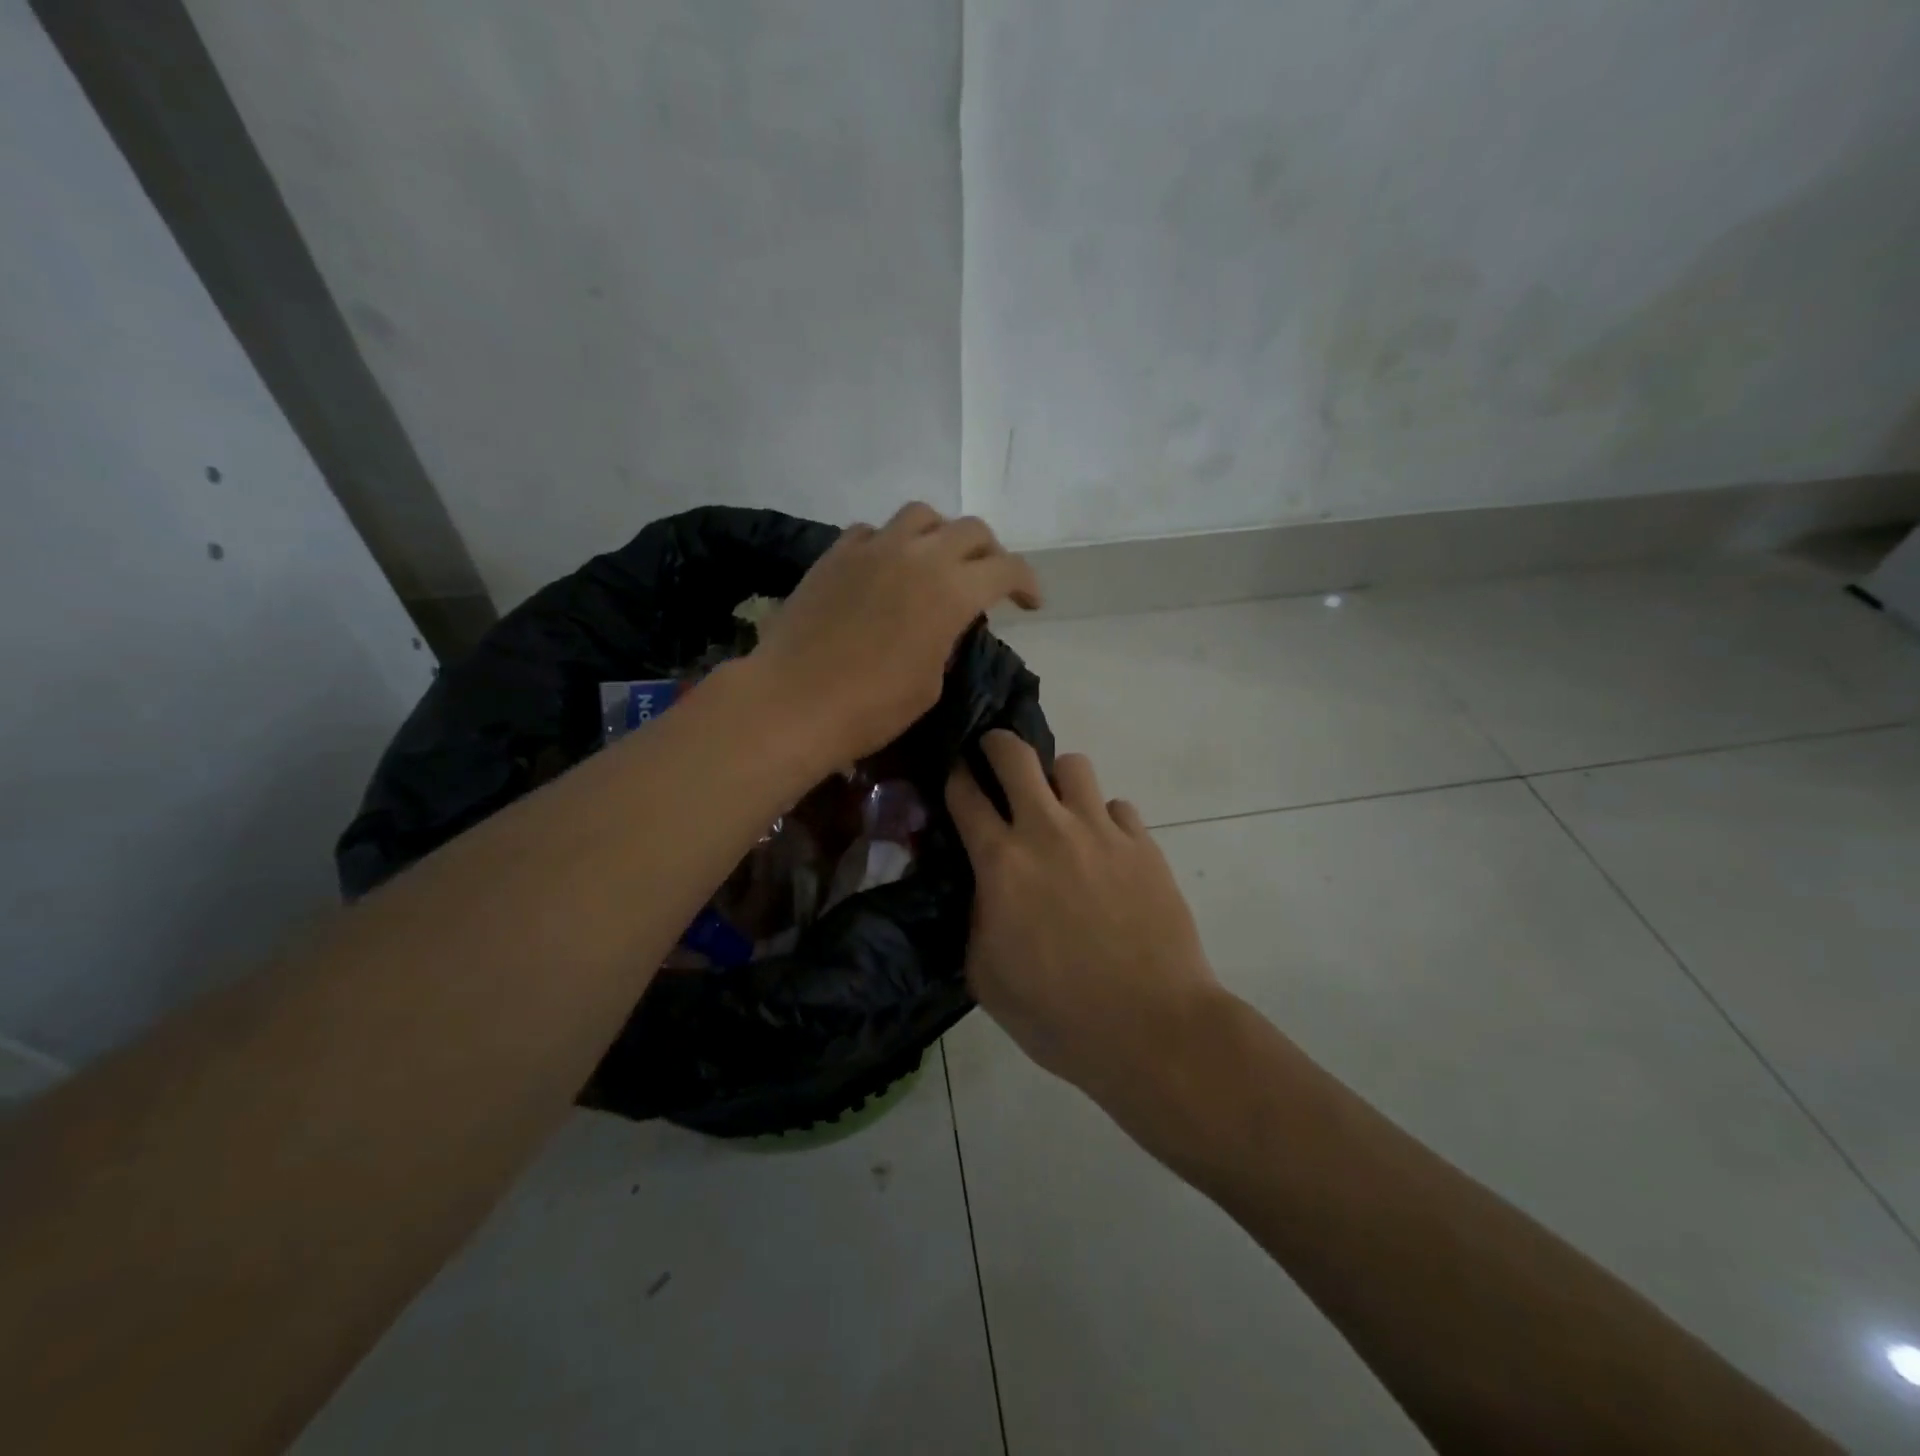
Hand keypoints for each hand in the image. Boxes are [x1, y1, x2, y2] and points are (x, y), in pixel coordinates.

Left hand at [753, 503, 1040, 761]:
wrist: (793, 702)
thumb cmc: (871, 708)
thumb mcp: (930, 684)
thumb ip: (948, 641)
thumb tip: (946, 624)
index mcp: (951, 591)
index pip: (1006, 568)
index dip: (1026, 583)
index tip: (1030, 602)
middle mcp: (917, 555)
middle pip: (971, 530)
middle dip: (990, 553)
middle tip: (988, 581)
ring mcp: (872, 548)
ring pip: (921, 515)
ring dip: (940, 535)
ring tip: (936, 562)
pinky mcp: (835, 555)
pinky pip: (873, 531)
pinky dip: (891, 543)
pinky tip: (885, 569)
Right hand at [946, 731, 1220, 1098]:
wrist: (1150, 1028)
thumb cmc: (1057, 1014)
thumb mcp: (986, 976)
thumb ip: (976, 918)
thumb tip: (983, 889)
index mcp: (1001, 862)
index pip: (965, 794)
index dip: (955, 774)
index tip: (955, 772)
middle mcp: (1048, 830)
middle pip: (1015, 754)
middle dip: (997, 744)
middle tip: (995, 758)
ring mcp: (1101, 832)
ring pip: (1073, 765)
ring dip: (1057, 779)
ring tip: (1059, 808)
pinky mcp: (1144, 845)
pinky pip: (1118, 807)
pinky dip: (1104, 819)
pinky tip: (1106, 850)